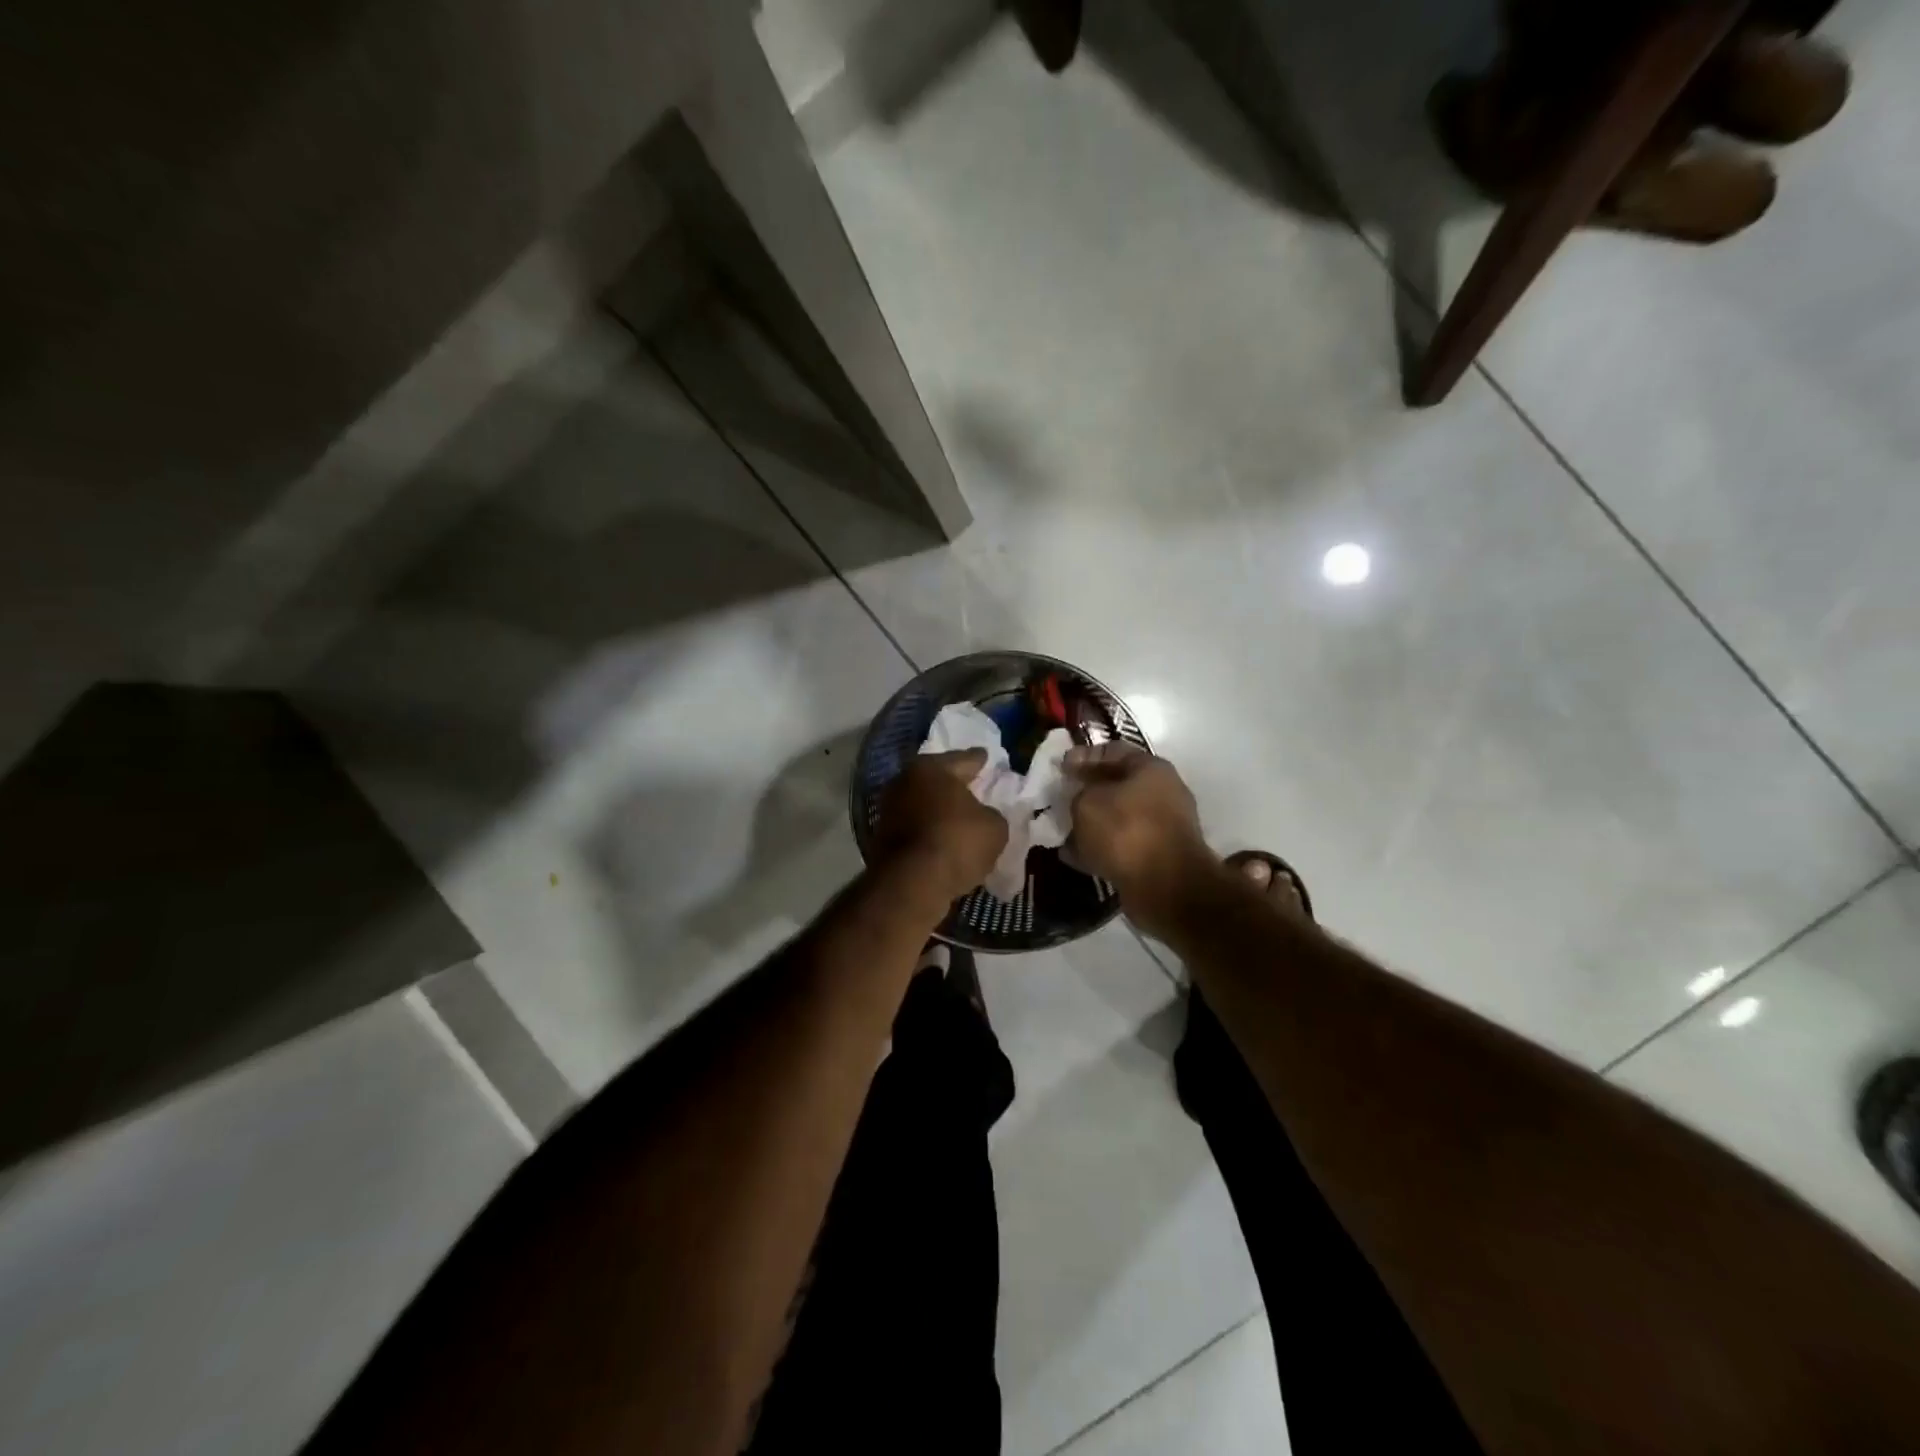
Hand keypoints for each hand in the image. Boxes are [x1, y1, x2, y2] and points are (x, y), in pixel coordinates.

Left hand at [873, 750, 1008, 904]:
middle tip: (973, 785)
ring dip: (939, 810)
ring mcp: (889, 809)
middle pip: (937, 779)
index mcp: (931, 768)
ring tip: (960, 817)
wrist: (911, 883)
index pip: (963, 759)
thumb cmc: (956, 842)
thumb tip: (982, 816)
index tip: (986, 756)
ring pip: (923, 803)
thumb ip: (992, 814)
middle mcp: (905, 781)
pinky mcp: (882, 837)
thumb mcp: (994, 827)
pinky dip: (928, 830)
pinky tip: (943, 839)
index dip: (978, 760)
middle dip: (954, 783)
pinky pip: (915, 827)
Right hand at [1064, 743, 1216, 927]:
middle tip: (1059, 796)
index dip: (1083, 755)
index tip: (1059, 767)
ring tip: (1061, 828)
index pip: (1113, 750)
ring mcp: (1161, 827)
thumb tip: (1080, 801)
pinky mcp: (1156, 858)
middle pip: (1117, 785)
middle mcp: (1162, 793)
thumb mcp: (1087, 802)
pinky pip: (1121, 846)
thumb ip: (1078, 794)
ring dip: (1091, 822)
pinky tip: (1072, 855)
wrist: (1166, 887)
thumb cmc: (1126, 831)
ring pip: (1117, 817)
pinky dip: (1098, 849)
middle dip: (1086, 791)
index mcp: (1151, 769)